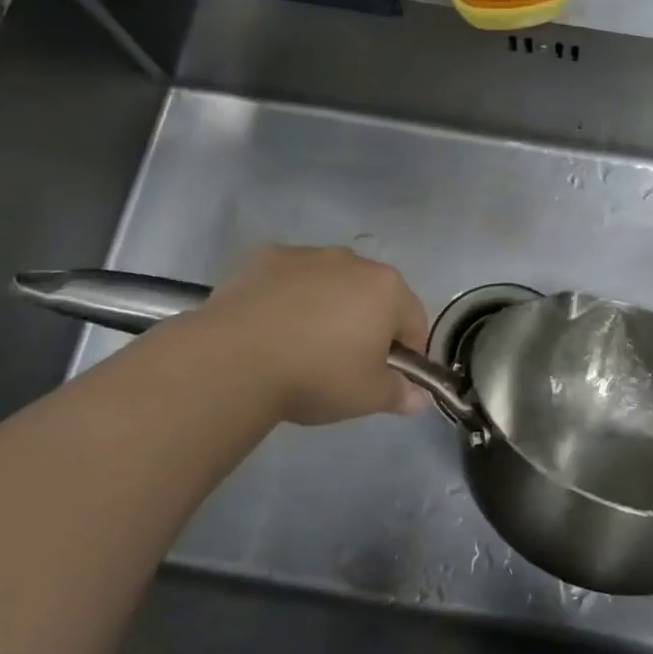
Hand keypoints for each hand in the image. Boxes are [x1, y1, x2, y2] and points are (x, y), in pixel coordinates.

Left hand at [152, 246, 429, 425]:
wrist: (235, 358)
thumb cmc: (316, 375)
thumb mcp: (367, 396)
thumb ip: (399, 393)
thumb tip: (417, 398)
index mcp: (387, 289)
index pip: (414, 321)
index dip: (408, 352)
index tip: (389, 377)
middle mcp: (353, 261)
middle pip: (373, 295)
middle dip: (367, 324)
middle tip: (345, 363)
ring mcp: (308, 254)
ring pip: (331, 282)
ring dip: (329, 306)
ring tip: (302, 344)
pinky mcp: (267, 257)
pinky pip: (291, 278)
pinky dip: (289, 296)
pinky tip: (272, 326)